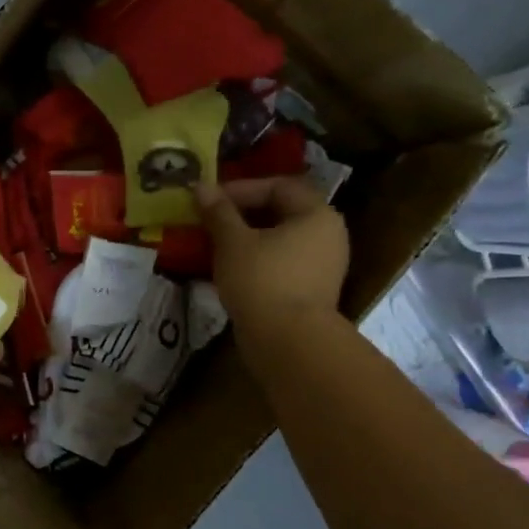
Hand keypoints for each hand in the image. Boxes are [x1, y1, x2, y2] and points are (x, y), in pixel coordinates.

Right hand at [195, 177, 349, 348]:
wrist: (287, 343)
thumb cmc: (262, 281)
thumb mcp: (233, 241)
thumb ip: (218, 212)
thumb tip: (201, 186)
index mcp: (317, 214)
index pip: (278, 186)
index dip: (241, 188)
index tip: (209, 200)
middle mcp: (327, 235)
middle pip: (281, 212)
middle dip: (242, 214)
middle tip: (209, 220)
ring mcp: (322, 266)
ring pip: (279, 241)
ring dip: (246, 239)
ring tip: (214, 245)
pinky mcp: (311, 292)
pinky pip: (281, 264)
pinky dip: (255, 261)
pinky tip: (229, 270)